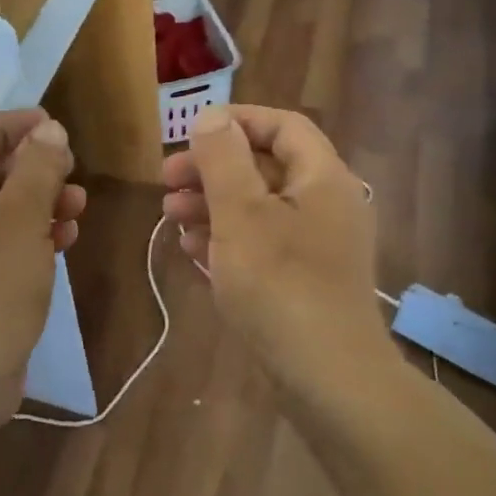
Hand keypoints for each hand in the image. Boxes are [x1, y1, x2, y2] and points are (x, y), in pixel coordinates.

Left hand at [0, 110, 86, 416]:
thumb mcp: (19, 217)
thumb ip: (37, 167)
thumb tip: (50, 130)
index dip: (8, 126)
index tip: (51, 126)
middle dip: (30, 167)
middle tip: (70, 167)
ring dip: (38, 201)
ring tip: (78, 204)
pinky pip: (1, 245)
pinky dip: (32, 235)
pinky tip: (65, 239)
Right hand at [162, 105, 388, 388]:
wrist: (329, 379)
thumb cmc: (281, 286)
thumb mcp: (241, 214)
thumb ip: (223, 159)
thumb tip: (211, 116)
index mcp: (322, 178)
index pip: (281, 126)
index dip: (234, 121)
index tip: (188, 134)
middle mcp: (326, 204)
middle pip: (264, 167)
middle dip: (212, 169)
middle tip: (165, 181)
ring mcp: (317, 245)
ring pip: (259, 207)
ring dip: (212, 204)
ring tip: (170, 216)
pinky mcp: (305, 280)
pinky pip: (262, 243)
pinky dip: (227, 238)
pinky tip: (193, 249)